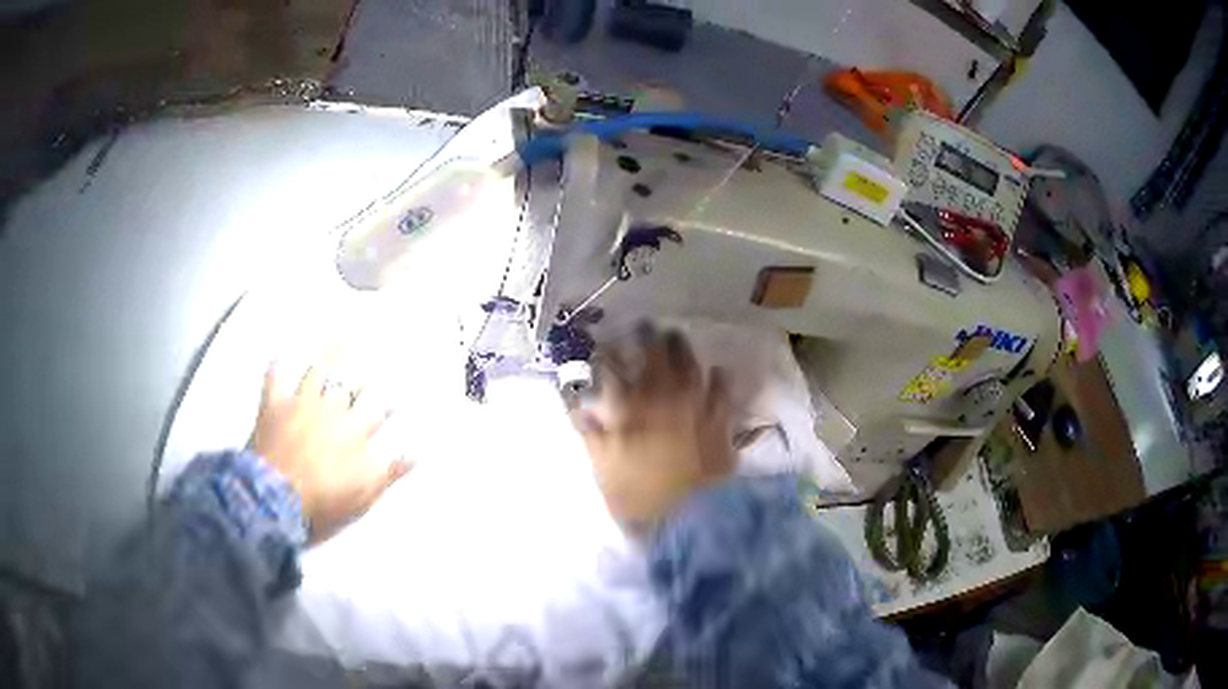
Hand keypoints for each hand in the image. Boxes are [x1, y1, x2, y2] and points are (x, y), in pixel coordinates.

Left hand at [252, 363, 409, 543]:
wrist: (275, 501)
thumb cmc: (321, 503)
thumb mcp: (362, 497)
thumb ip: (388, 472)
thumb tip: (413, 454)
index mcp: (355, 433)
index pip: (376, 409)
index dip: (385, 403)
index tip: (391, 401)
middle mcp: (331, 411)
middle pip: (350, 385)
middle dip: (359, 378)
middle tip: (364, 370)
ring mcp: (301, 405)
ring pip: (317, 374)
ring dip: (326, 365)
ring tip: (333, 350)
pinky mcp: (274, 405)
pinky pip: (276, 376)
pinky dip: (278, 366)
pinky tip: (280, 357)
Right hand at [572, 326, 735, 532]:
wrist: (678, 522)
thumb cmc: (631, 493)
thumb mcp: (599, 462)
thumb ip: (587, 429)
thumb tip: (577, 404)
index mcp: (633, 409)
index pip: (619, 368)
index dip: (613, 351)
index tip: (608, 342)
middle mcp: (668, 401)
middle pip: (662, 360)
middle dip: (654, 340)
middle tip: (652, 329)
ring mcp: (699, 413)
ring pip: (694, 371)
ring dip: (686, 354)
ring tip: (681, 342)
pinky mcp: (720, 429)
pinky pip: (724, 398)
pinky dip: (720, 383)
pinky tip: (719, 373)